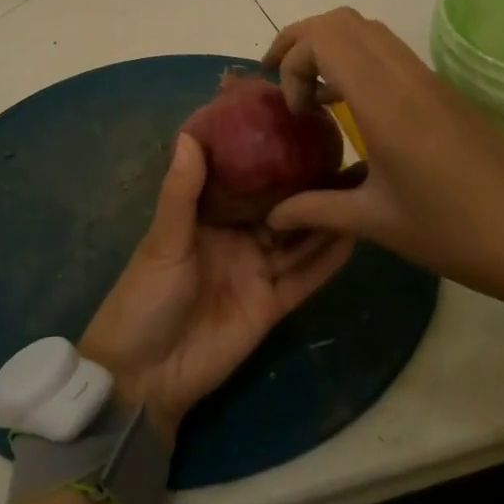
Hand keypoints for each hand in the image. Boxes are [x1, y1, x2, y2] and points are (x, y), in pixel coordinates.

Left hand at [79, 134, 354, 440]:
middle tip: (343, 155)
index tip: (295, 127)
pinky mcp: (272, 305)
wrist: (145, 375)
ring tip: (358, 187)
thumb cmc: (146, 297)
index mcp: (206, 217)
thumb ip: (181, 192)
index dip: (266, 158)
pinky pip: (304, 277)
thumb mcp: (163, 241)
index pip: (243, 180)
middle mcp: (236, 239)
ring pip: (297, 240)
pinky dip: (327, 260)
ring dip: (323, 218)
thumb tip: (190, 133)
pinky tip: (353, 235)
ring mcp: (256, 272)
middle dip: (305, 185)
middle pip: (278, 208)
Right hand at [261, 8, 503, 310]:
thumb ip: (316, 209)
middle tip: (280, 79)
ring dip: (330, 46)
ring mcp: (429, 80)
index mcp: (387, 106)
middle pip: (342, 21)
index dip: (294, 62)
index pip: (326, 40)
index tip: (295, 111)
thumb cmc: (455, 233)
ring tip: (309, 91)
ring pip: (368, 29)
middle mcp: (407, 79)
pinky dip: (356, 59)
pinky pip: (389, 51)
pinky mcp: (442, 91)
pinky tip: (349, 105)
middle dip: (301, 40)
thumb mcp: (377, 223)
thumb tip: (271, 214)